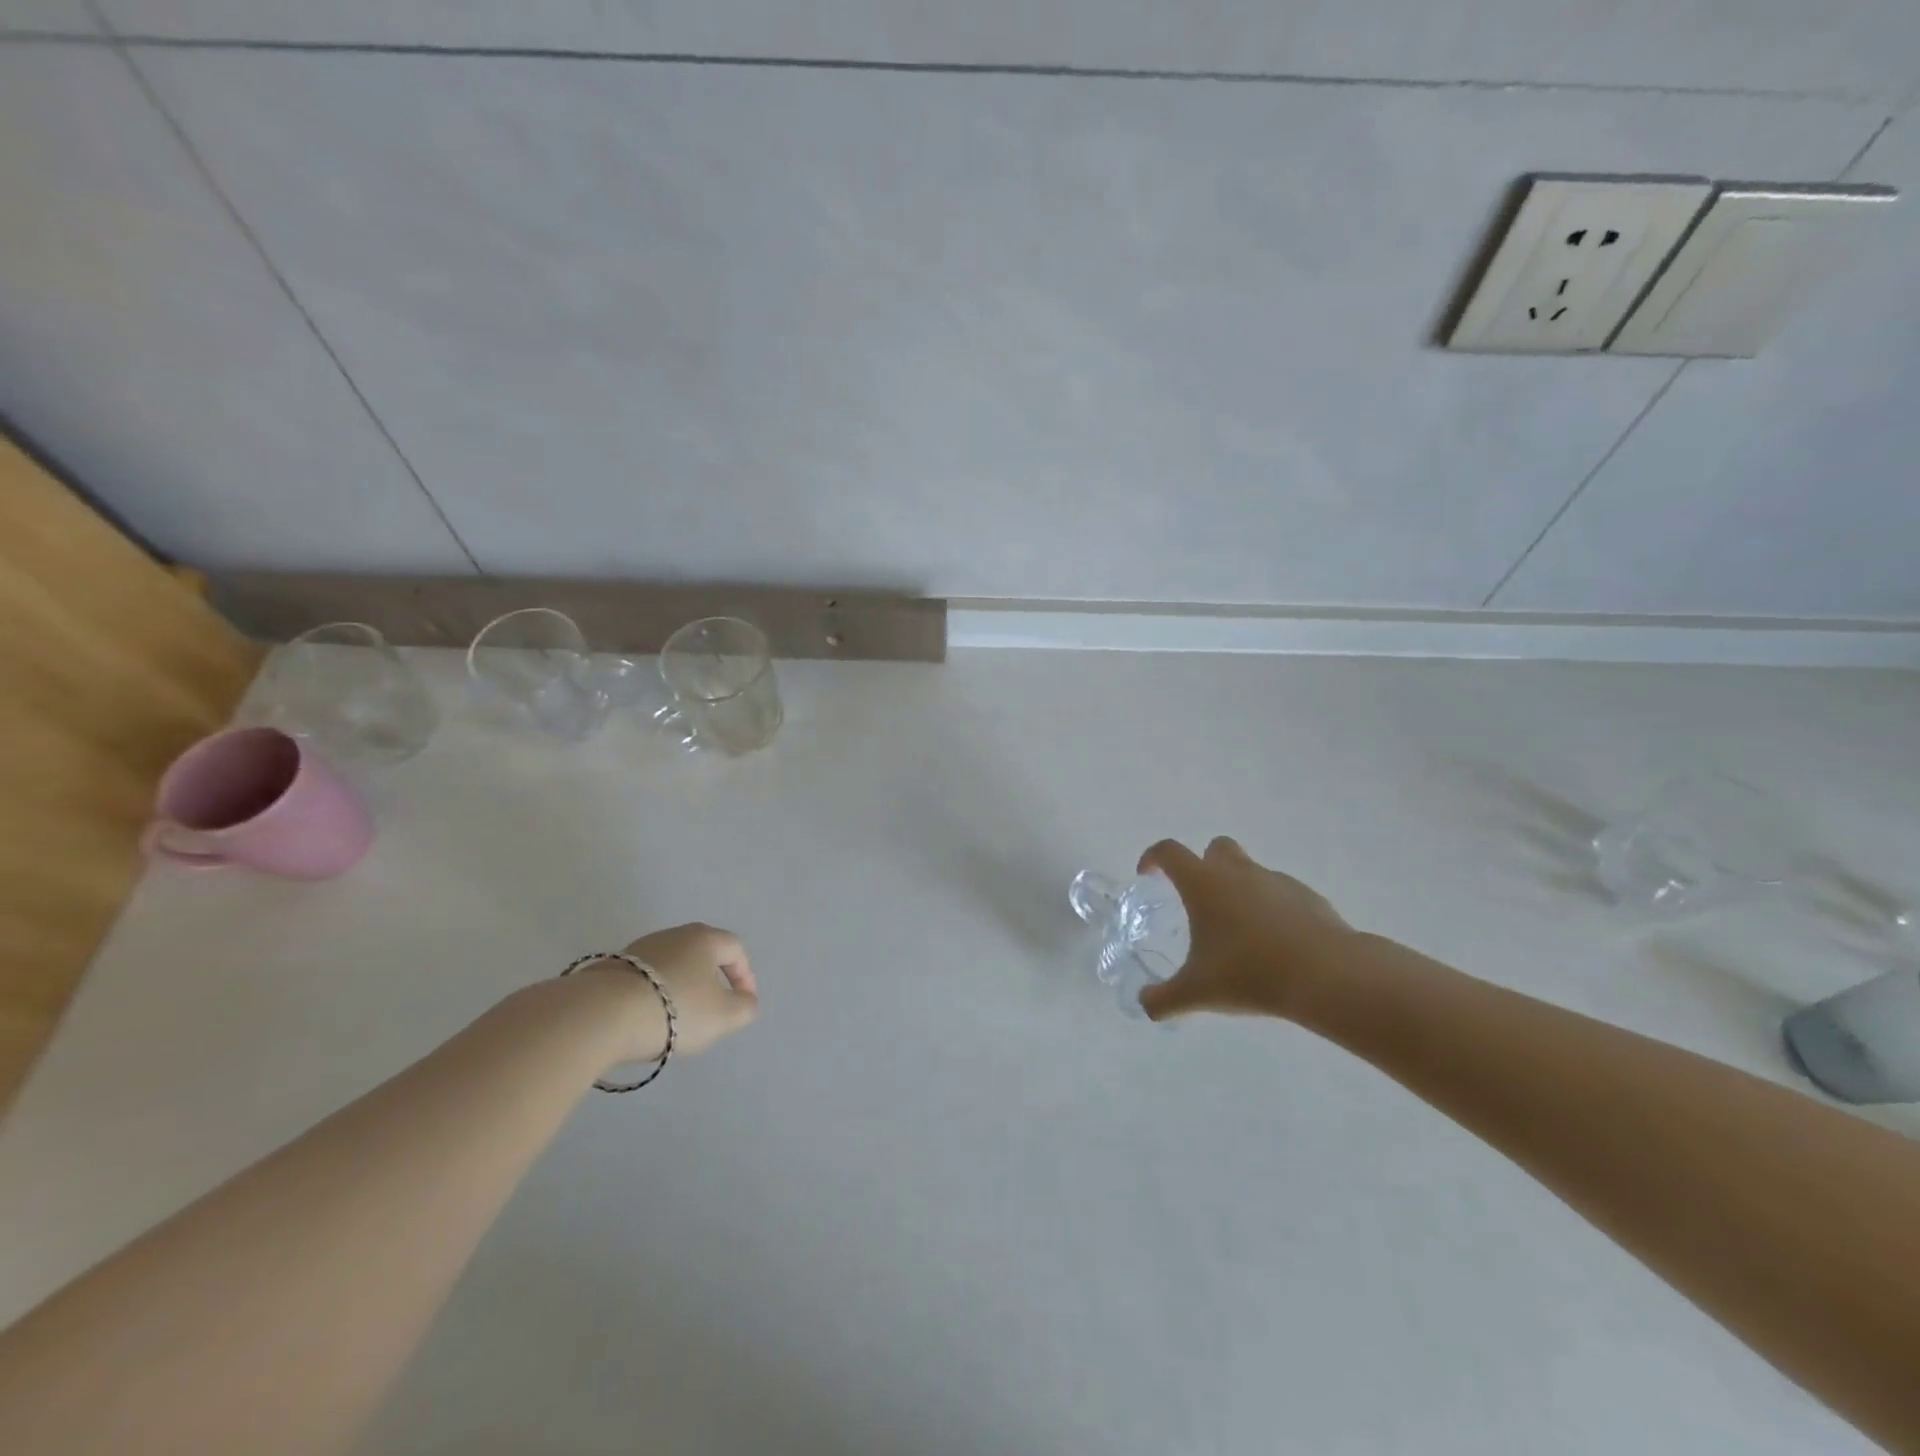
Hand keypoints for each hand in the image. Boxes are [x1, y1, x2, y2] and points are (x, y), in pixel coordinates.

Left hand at [574, 923, 758, 1063]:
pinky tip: (647, 1019)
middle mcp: (673, 934)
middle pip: (702, 953)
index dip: (745, 976)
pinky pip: (644, 980)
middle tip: (712, 1009)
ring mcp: (639, 949)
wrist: (602, 1015)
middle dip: (711, 980)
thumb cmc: (676, 1009)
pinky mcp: (611, 967)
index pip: (735, 949)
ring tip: (677, 1019)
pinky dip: (653, 995)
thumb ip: (744, 1008)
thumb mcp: (724, 1016)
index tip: (743, 1003)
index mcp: (704, 938)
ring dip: (680, 988)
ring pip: (671, 966)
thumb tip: (745, 1000)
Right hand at [1136, 837, 1354, 1022]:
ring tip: (1240, 934)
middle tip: (1200, 901)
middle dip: (1204, 865)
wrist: (1327, 976)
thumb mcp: (1197, 992)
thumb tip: (1145, 1006)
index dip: (1153, 858)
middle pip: (1215, 848)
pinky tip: (1275, 945)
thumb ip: (1164, 999)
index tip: (1148, 875)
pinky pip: (1280, 894)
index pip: (1169, 852)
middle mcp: (1238, 872)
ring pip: (1250, 872)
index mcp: (1204, 883)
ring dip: (1239, 890)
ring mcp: (1276, 881)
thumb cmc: (1250, 973)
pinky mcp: (1308, 897)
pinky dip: (1271, 910)